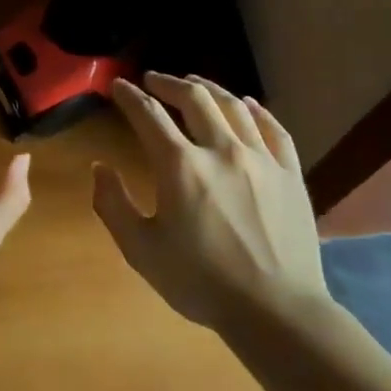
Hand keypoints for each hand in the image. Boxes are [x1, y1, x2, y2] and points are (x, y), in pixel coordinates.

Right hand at [92, 73, 327, 331]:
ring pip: (233, 106)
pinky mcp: (290, 173)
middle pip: (194, 98)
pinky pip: (273, 128)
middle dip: (168, 82)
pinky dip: (256, 110)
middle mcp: (221, 150)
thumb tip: (99, 168)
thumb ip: (113, 204)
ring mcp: (261, 158)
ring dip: (209, 88)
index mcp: (180, 166)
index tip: (118, 86)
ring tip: (194, 83)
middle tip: (153, 79)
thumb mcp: (140, 250)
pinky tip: (247, 104)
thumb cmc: (201, 282)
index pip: (149, 115)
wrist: (276, 311)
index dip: (129, 96)